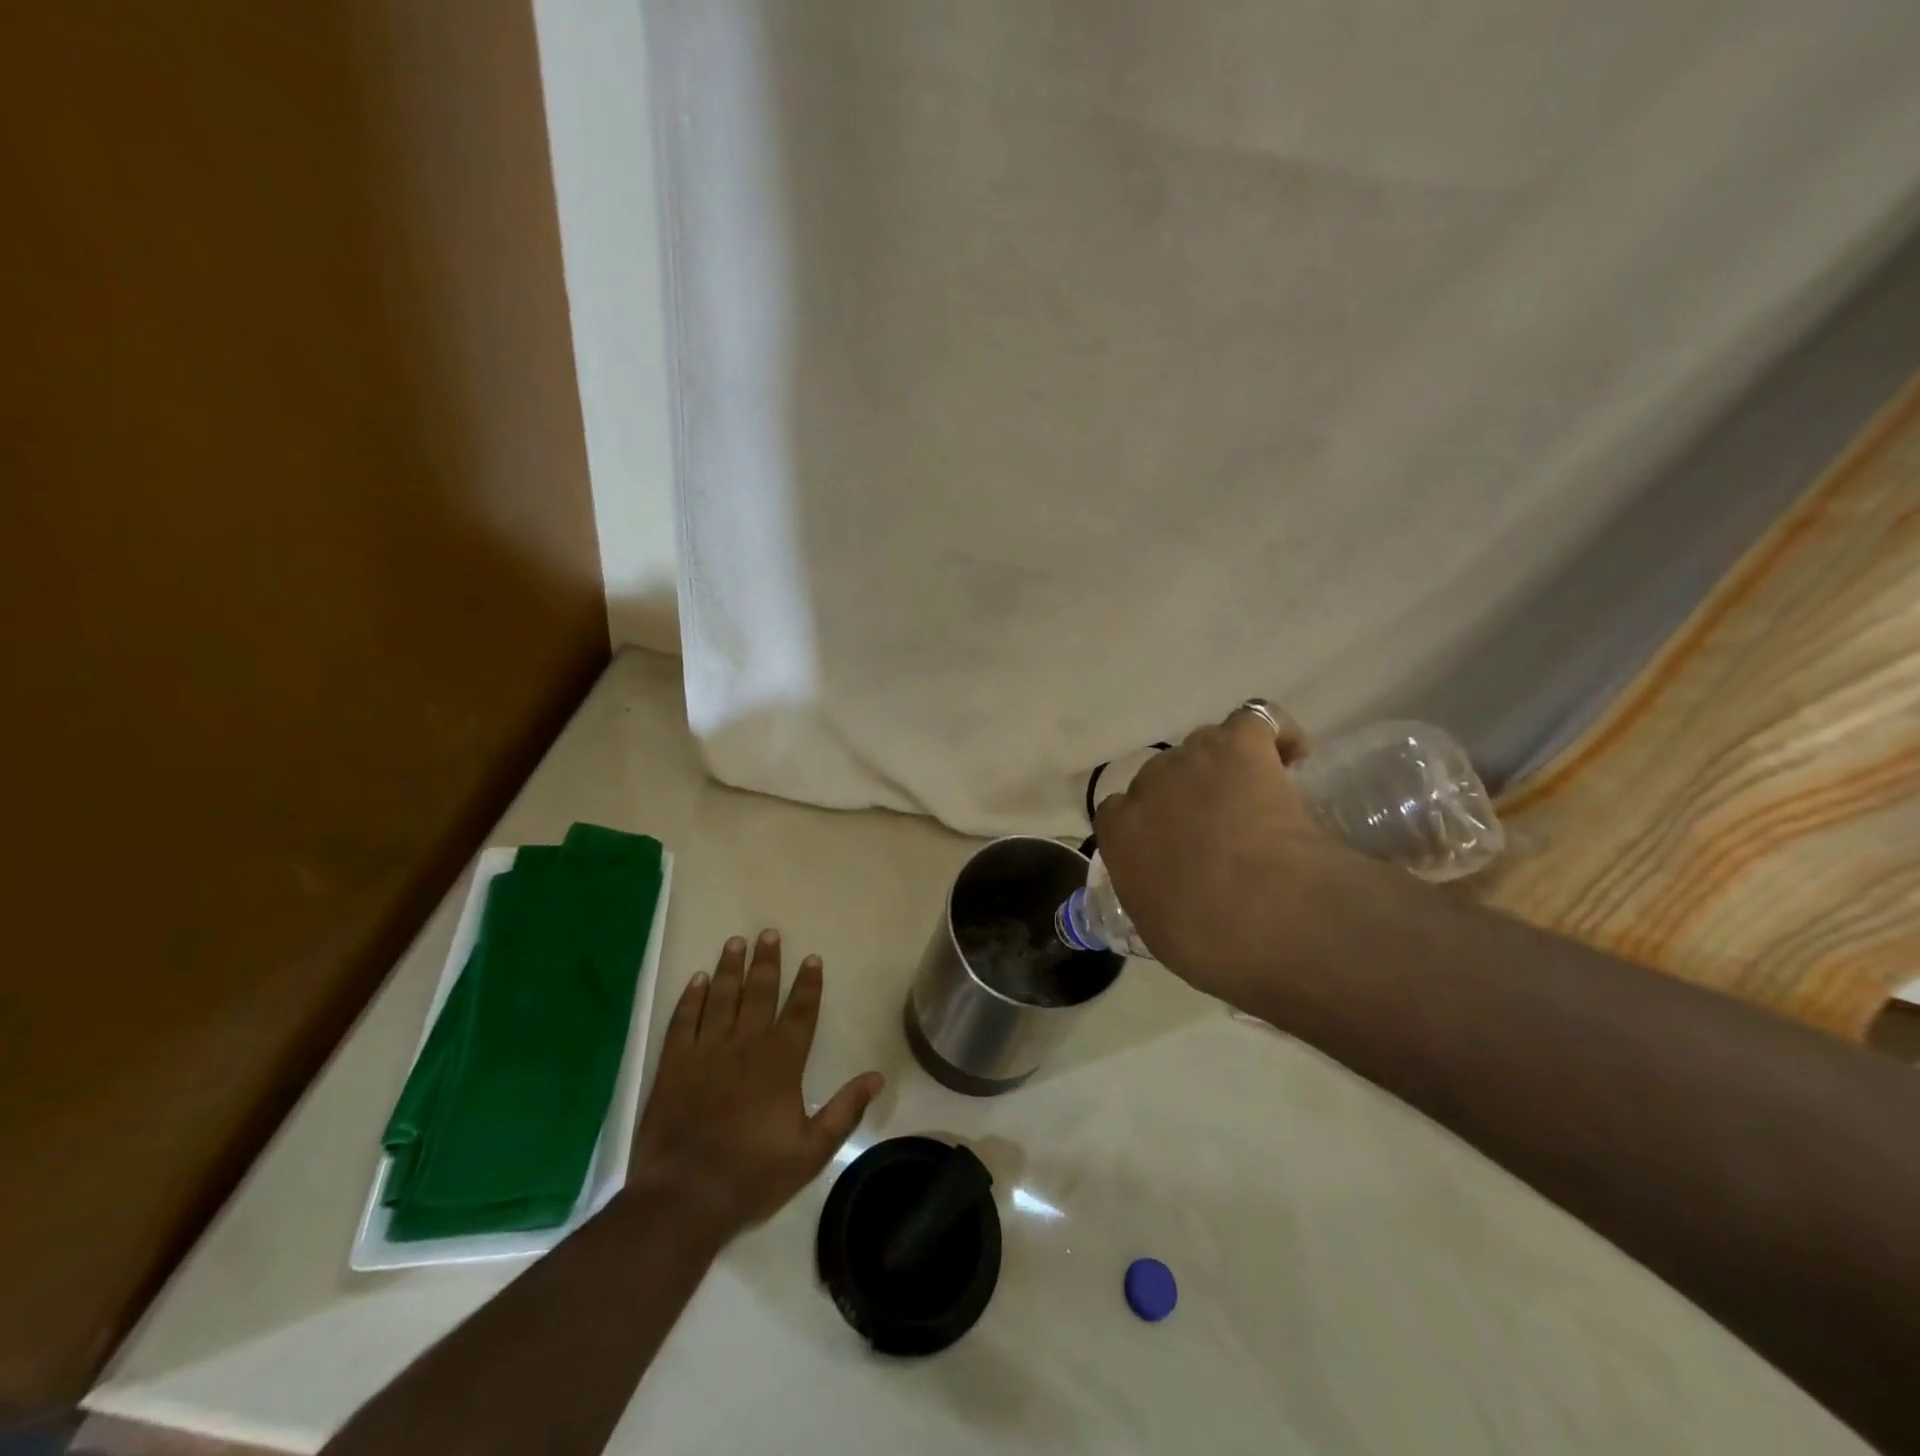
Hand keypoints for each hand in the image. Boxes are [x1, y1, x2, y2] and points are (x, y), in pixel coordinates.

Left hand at [630, 931, 882, 1238]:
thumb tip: (876, 1077)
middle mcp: (746, 1045)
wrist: (684, 1197)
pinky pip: (684, 1021)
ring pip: (721, 997)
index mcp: (782, 1062)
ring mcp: (707, 1051)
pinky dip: (690, 998)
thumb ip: (844, 1111)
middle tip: (769, 933)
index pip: (801, 1012)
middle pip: (759, 993)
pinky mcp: (674, 1065)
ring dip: (729, 968)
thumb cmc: (753, 1175)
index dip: (808, 984)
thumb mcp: (811, 1151)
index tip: (812, 958)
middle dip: (767, 961)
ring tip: (735, 942)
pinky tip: (696, 980)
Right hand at [1094, 706, 1359, 1004]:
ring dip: (1225, 765)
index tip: (1175, 847)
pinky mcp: (1239, 744)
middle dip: (1188, 794)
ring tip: (1258, 797)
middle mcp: (1146, 787)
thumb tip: (1171, 894)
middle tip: (1224, 828)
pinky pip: (1255, 720)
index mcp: (1119, 834)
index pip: (1118, 812)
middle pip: (1162, 775)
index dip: (1149, 823)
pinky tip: (1291, 760)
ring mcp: (1192, 760)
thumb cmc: (1211, 942)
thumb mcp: (1162, 933)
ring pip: (1204, 745)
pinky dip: (1275, 736)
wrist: (1265, 913)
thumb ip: (1154, 897)